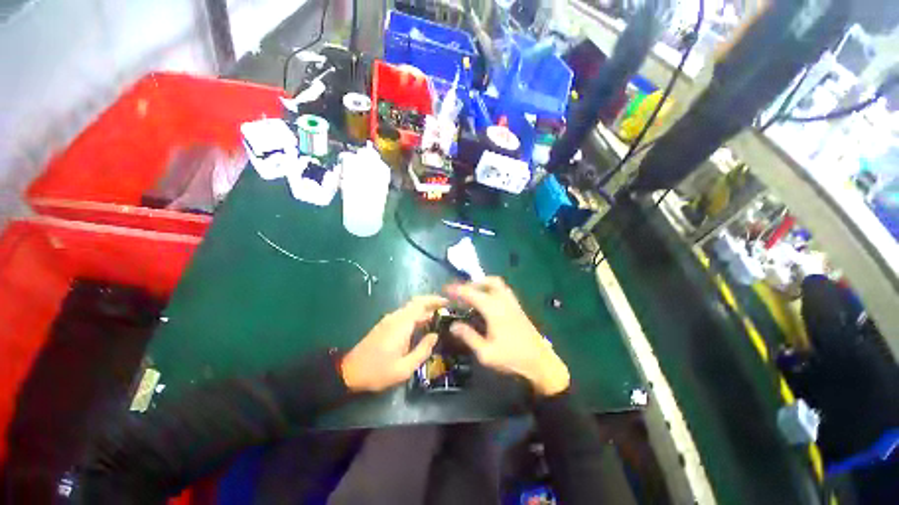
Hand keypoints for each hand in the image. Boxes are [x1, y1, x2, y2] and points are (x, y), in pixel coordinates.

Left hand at [341, 295, 447, 391]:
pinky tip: (422, 326)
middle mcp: (395, 317)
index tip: (448, 303)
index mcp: (401, 324)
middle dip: (431, 303)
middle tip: (446, 310)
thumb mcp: (404, 368)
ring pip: (410, 308)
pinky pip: (404, 314)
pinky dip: (416, 316)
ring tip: (438, 319)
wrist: (350, 371)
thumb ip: (422, 350)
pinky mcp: (385, 324)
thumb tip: (434, 335)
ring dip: (424, 310)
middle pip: (416, 303)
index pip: (420, 304)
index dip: (435, 300)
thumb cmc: (378, 371)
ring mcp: (389, 319)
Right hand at [446, 277, 569, 396]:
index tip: (446, 289)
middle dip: (473, 283)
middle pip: (489, 282)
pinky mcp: (518, 308)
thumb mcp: (486, 353)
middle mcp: (504, 301)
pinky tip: (488, 303)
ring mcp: (513, 303)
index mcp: (494, 309)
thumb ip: (468, 337)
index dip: (457, 290)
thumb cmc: (512, 358)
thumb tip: (453, 325)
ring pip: (498, 284)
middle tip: (462, 292)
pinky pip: (504, 290)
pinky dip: (493, 290)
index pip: (472, 293)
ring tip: (474, 295)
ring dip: (484, 285)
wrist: (541, 363)